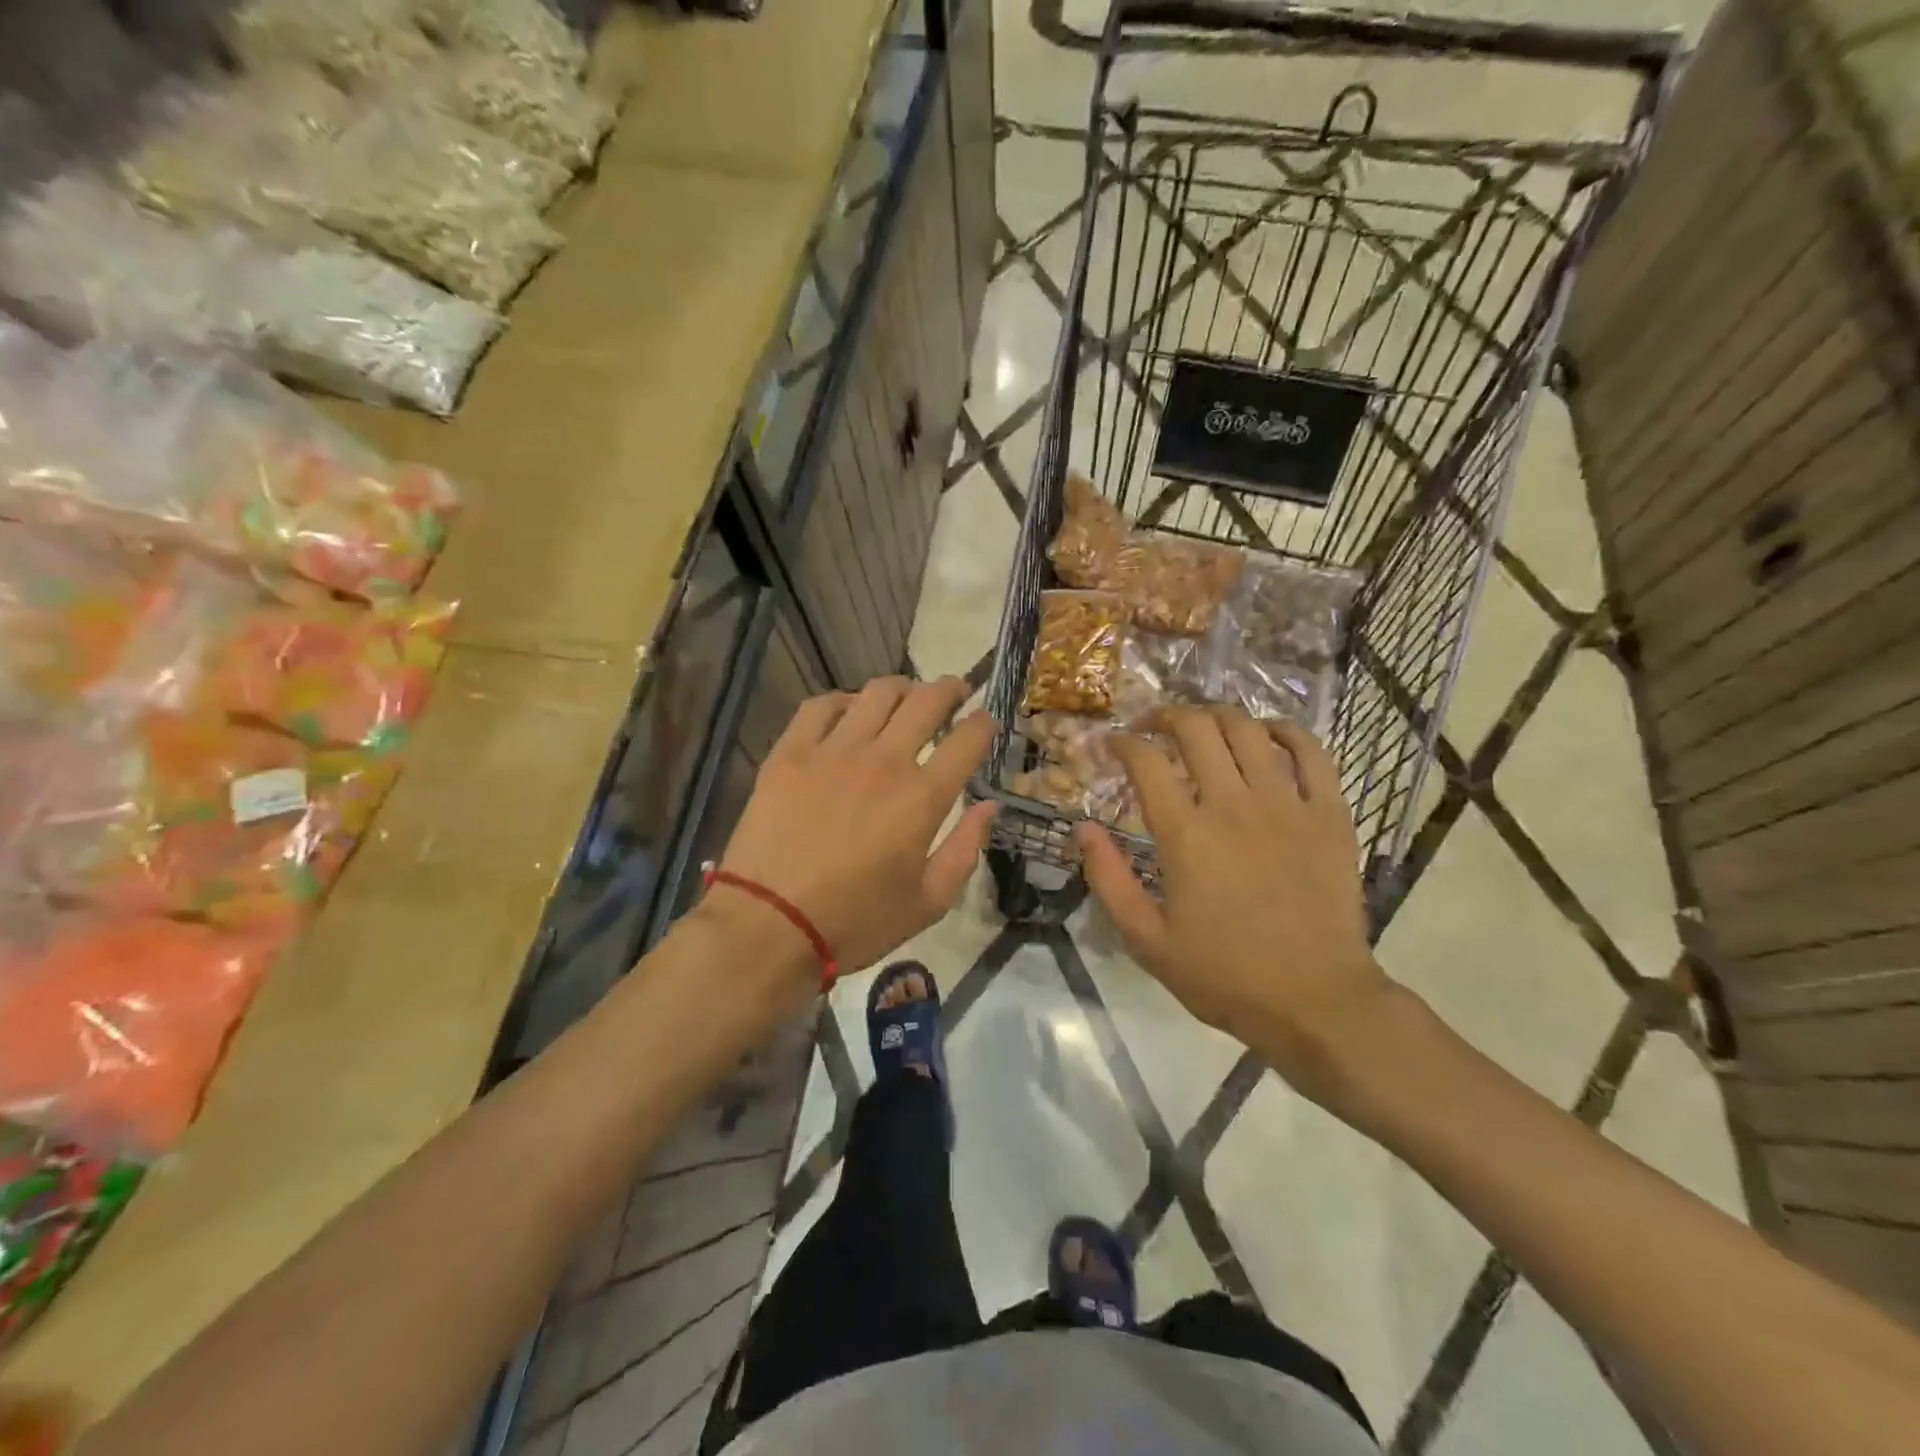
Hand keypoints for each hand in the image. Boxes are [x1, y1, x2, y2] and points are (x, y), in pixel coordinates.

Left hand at [715, 677, 998, 980]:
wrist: (768, 925)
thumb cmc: (856, 922)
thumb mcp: (929, 902)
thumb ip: (966, 848)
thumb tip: (989, 805)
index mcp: (923, 797)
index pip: (968, 739)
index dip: (985, 723)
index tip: (987, 722)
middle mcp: (884, 760)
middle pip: (927, 701)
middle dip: (951, 689)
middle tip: (956, 693)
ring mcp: (833, 751)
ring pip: (877, 693)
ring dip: (902, 687)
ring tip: (905, 696)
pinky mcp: (790, 753)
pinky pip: (820, 706)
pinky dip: (843, 700)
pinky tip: (848, 712)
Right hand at [1077, 708, 1397, 1107]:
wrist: (1315, 1001)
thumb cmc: (1224, 975)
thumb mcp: (1146, 939)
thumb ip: (1108, 878)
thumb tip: (1082, 827)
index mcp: (1185, 834)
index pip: (1145, 761)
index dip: (1122, 743)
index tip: (1112, 744)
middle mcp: (1233, 805)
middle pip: (1196, 729)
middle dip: (1166, 716)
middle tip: (1152, 727)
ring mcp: (1287, 804)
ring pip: (1249, 730)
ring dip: (1218, 715)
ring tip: (1203, 726)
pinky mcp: (1329, 814)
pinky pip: (1312, 752)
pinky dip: (1285, 732)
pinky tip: (1267, 735)